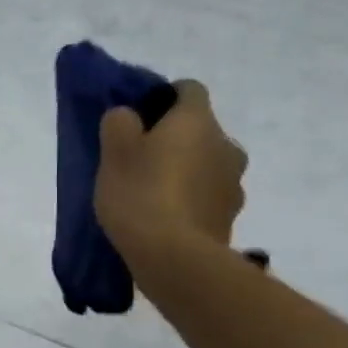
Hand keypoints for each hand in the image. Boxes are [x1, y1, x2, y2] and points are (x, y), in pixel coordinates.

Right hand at [94, 80, 247, 257]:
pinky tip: (165, 217)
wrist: (174, 258)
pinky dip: (190, 199)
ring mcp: (233, 183)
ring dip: (185, 170)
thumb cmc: (140, 193)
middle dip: (174, 138)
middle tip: (139, 158)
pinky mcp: (230, 217)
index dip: (164, 97)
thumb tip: (129, 116)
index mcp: (198, 121)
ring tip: (151, 192)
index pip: (189, 89)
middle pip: (199, 130)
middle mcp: (226, 145)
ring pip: (206, 164)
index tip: (139, 116)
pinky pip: (207, 196)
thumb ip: (119, 122)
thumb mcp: (114, 151)